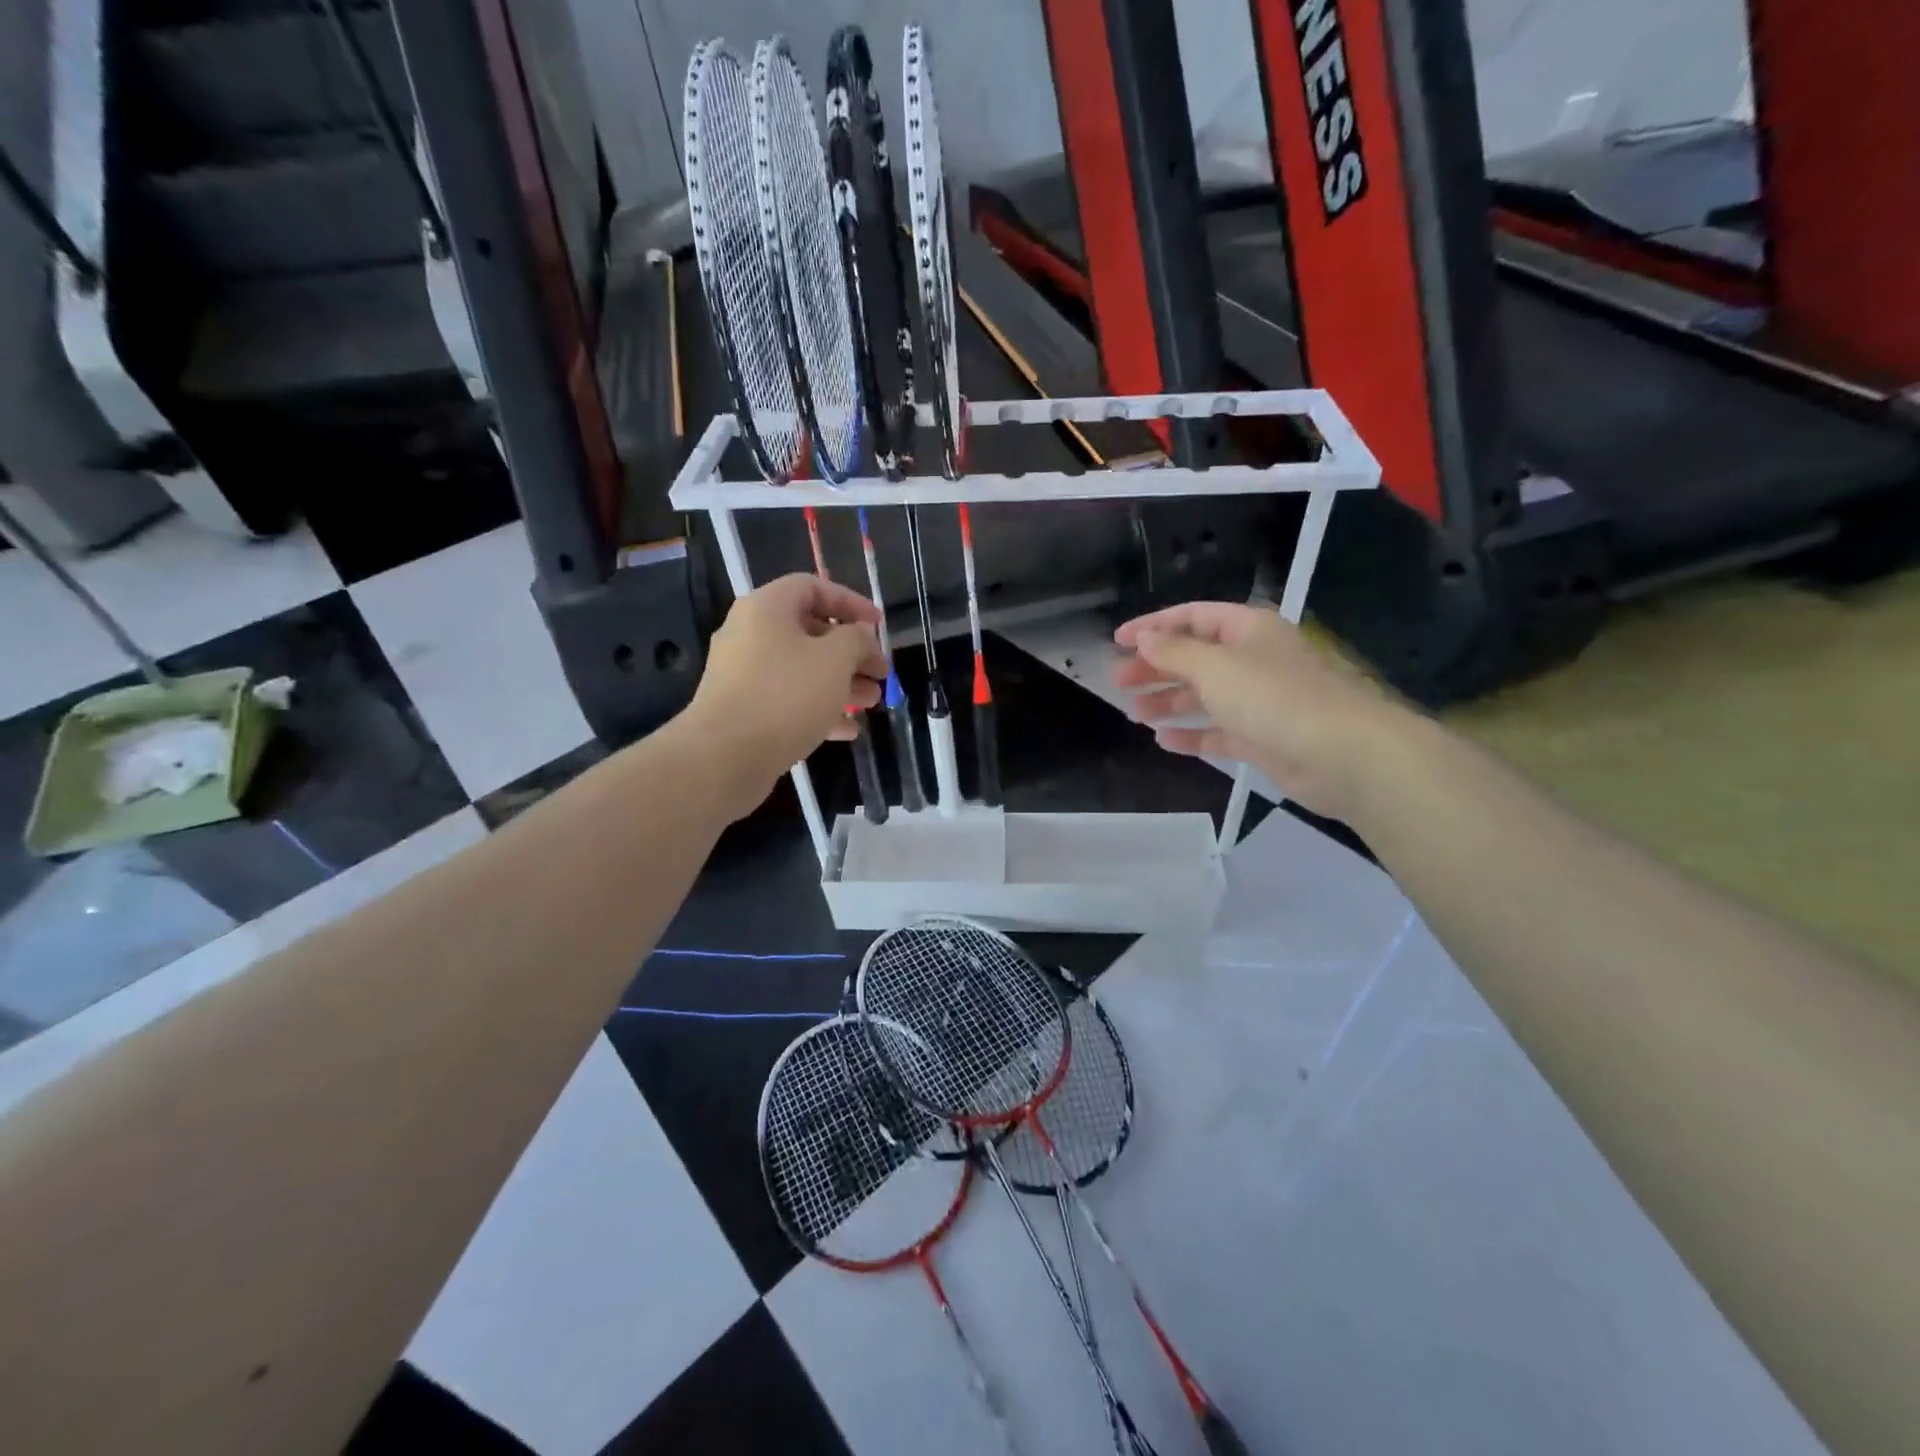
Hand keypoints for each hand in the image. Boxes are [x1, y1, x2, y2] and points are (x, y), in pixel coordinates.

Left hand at [682, 574, 886, 818]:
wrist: (725, 756)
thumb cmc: (786, 695)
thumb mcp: (835, 659)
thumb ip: (856, 639)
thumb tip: (860, 635)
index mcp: (767, 608)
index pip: (813, 587)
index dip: (851, 602)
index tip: (879, 625)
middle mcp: (750, 634)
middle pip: (810, 632)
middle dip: (851, 653)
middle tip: (880, 673)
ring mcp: (743, 674)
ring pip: (801, 670)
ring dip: (841, 683)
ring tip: (871, 703)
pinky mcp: (743, 710)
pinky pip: (787, 700)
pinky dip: (818, 709)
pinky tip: (847, 730)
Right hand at [1113, 602, 1403, 822]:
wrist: (1340, 754)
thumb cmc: (1273, 697)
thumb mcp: (1214, 667)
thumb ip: (1174, 652)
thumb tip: (1145, 639)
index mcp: (1247, 630)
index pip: (1192, 618)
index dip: (1153, 626)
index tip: (1118, 641)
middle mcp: (1252, 660)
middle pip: (1194, 657)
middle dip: (1155, 668)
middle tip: (1118, 682)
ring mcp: (1257, 700)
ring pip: (1203, 695)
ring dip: (1168, 701)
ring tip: (1135, 713)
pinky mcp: (1260, 737)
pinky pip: (1217, 731)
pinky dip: (1190, 734)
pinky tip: (1163, 741)